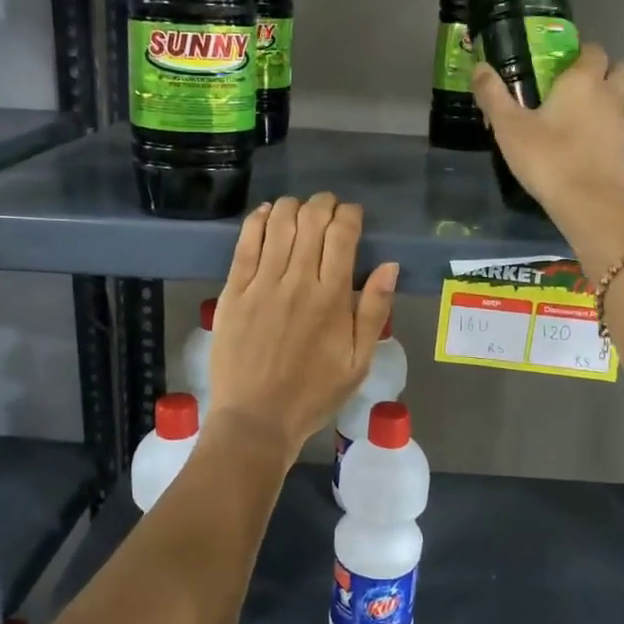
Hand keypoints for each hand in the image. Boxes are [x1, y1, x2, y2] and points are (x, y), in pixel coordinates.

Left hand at [206, 193, 398, 459]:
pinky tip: (266, 213)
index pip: (342, 234)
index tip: (353, 217)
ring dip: (293, 206)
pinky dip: (257, 220)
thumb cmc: (313, 393)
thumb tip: (389, 266)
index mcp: (331, 298)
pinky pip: (245, 242)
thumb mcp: (358, 362)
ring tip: (300, 210)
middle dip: (324, 204)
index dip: (350, 215)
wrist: (256, 418)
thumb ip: (373, 311)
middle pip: (311, 220)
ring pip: (278, 223)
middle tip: (328, 209)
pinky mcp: (233, 291)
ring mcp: (261, 283)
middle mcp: (297, 281)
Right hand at [472, 43, 623, 235]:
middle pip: (618, 69)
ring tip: (580, 121)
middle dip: (603, 72)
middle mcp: (610, 94)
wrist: (590, 204)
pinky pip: (620, 129)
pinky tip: (588, 149)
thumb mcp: (509, 128)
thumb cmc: (547, 159)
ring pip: (622, 100)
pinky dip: (608, 132)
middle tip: (575, 89)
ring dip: (607, 102)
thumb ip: (493, 95)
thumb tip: (480, 67)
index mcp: (582, 81)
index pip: (592, 50)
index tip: (560, 66)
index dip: (579, 54)